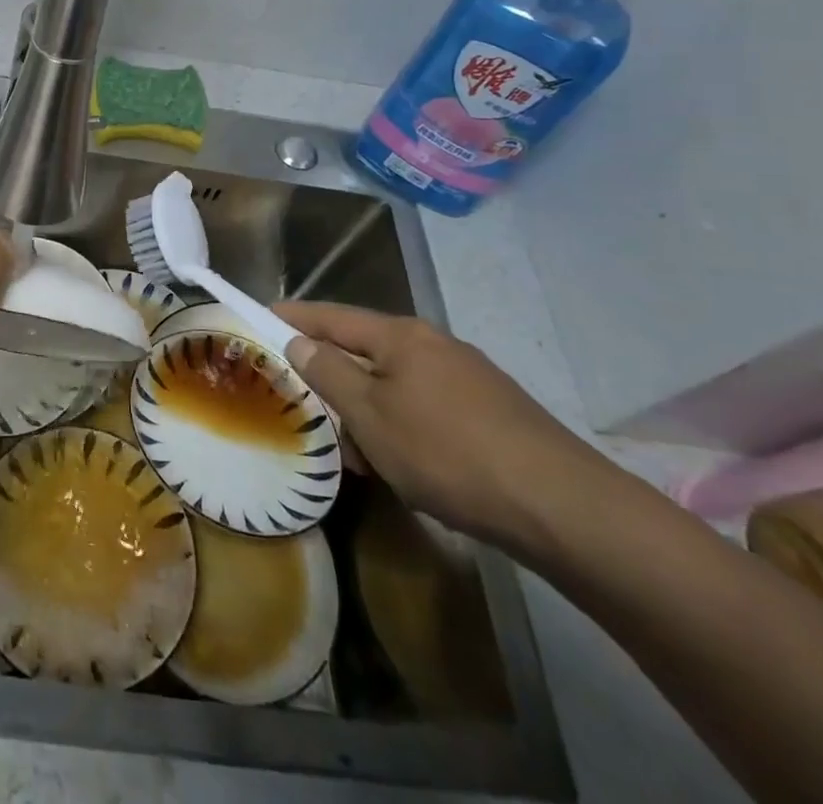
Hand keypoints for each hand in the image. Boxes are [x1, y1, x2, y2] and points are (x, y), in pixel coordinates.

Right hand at [277, 302, 612, 557]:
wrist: (562, 507)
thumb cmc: (447, 453)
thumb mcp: (371, 416)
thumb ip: (329, 373)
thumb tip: (301, 341)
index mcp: (400, 336)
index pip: (331, 316)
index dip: (294, 316)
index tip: (261, 315)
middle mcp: (434, 344)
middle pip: (365, 353)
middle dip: (337, 383)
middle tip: (316, 417)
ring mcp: (468, 377)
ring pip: (397, 387)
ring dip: (372, 416)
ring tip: (368, 463)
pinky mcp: (493, 412)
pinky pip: (428, 409)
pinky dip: (405, 430)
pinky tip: (411, 470)